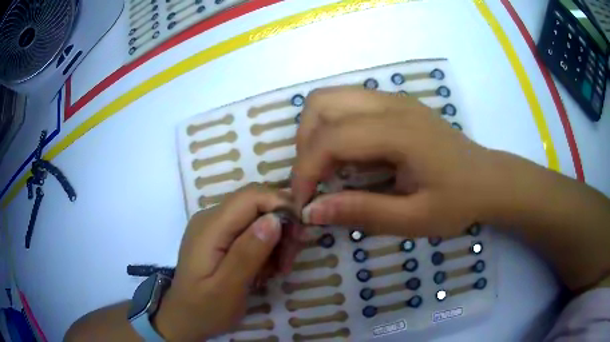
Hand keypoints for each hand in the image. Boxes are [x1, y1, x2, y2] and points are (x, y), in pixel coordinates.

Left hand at [153, 186, 295, 340]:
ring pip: (256, 216)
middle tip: (289, 260)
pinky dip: (265, 246)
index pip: (251, 196)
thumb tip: (275, 219)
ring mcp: (215, 227)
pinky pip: (249, 230)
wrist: (185, 318)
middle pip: (256, 203)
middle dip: (281, 226)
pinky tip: (265, 268)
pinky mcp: (220, 237)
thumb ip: (248, 254)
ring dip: (275, 239)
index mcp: (210, 227)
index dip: (281, 205)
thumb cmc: (204, 308)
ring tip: (279, 269)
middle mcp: (211, 218)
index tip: (299, 234)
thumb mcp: (228, 289)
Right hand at [291, 87, 503, 236]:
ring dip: (316, 132)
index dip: (305, 171)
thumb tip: (312, 211)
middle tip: (316, 180)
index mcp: (399, 132)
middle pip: (321, 103)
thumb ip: (363, 212)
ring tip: (328, 168)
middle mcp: (390, 104)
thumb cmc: (458, 201)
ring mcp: (393, 99)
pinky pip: (347, 103)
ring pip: (331, 98)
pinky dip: (333, 127)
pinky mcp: (395, 103)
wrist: (488, 179)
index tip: (303, 204)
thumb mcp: (414, 219)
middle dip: (305, 143)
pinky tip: (350, 156)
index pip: (331, 138)